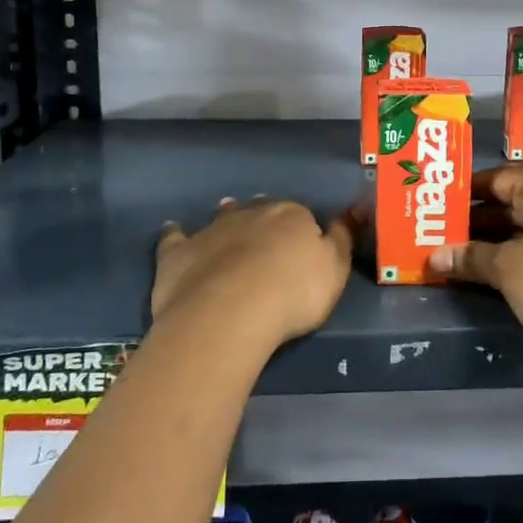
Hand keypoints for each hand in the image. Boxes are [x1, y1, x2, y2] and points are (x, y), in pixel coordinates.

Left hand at [153, 197, 356, 352]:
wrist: (229, 312)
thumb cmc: (292, 293)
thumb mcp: (334, 270)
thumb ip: (341, 240)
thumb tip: (350, 212)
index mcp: (291, 215)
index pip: (301, 215)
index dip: (302, 230)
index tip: (303, 246)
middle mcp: (252, 213)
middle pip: (261, 210)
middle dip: (264, 219)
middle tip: (267, 237)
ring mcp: (212, 230)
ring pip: (222, 216)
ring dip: (226, 216)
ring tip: (227, 215)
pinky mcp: (178, 252)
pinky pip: (175, 237)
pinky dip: (175, 234)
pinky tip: (171, 230)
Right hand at [430, 168, 522, 380]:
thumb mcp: (508, 270)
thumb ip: (471, 257)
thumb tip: (435, 255)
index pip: (500, 177)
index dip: (467, 191)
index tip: (438, 204)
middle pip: (515, 201)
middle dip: (478, 218)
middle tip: (440, 231)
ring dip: (496, 240)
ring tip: (458, 253)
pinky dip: (519, 255)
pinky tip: (493, 272)